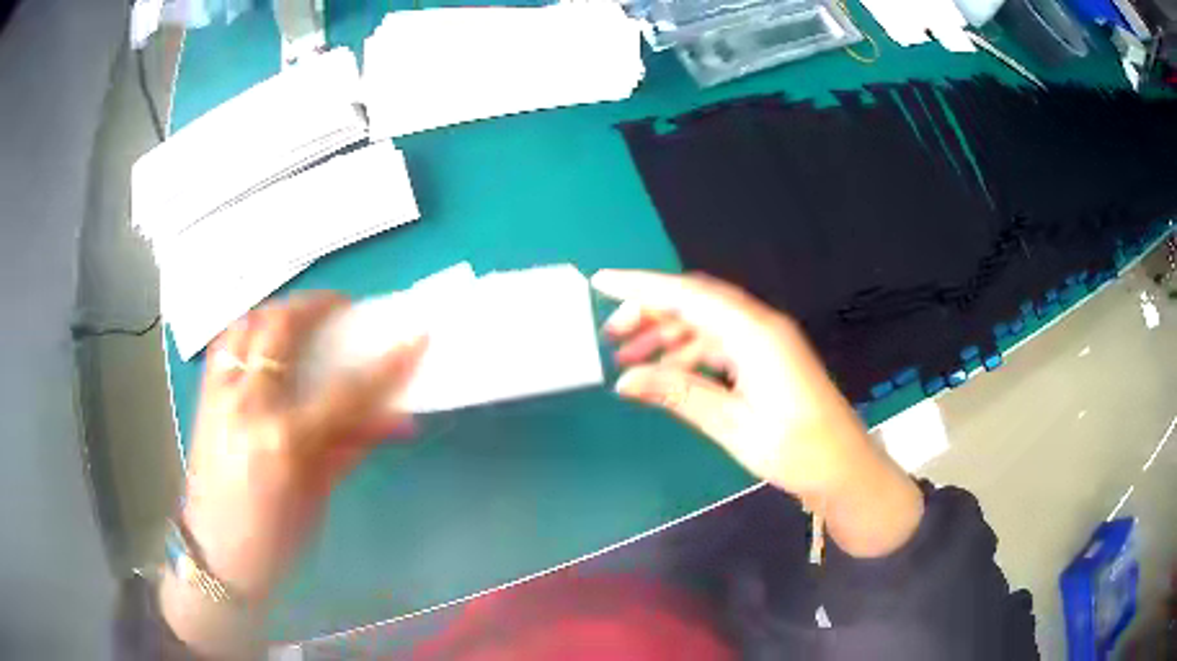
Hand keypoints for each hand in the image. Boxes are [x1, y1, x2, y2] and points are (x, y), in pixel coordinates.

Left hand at [164, 293, 424, 653]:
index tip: (414, 337)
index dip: (385, 363)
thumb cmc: (275, 539)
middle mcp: (248, 405)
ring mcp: (220, 395)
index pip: (345, 390)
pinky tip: (261, 339)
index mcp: (285, 441)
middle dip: (318, 305)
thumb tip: (397, 419)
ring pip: (247, 323)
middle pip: (282, 328)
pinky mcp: (204, 397)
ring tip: (300, 317)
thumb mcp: (318, 496)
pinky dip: (247, 329)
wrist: (216, 556)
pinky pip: (224, 343)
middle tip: (342, 306)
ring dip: (279, 310)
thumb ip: (352, 447)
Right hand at [592, 270, 921, 556]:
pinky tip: (667, 374)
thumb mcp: (733, 425)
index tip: (601, 281)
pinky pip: (719, 343)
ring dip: (666, 335)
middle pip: (695, 302)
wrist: (844, 468)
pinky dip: (688, 353)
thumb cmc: (796, 449)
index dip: (642, 286)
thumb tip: (624, 379)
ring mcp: (766, 341)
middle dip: (650, 311)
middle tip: (611, 336)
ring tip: (628, 360)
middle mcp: (760, 325)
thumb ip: (679, 394)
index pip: (689, 295)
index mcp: (754, 334)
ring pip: (705, 323)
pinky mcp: (767, 358)